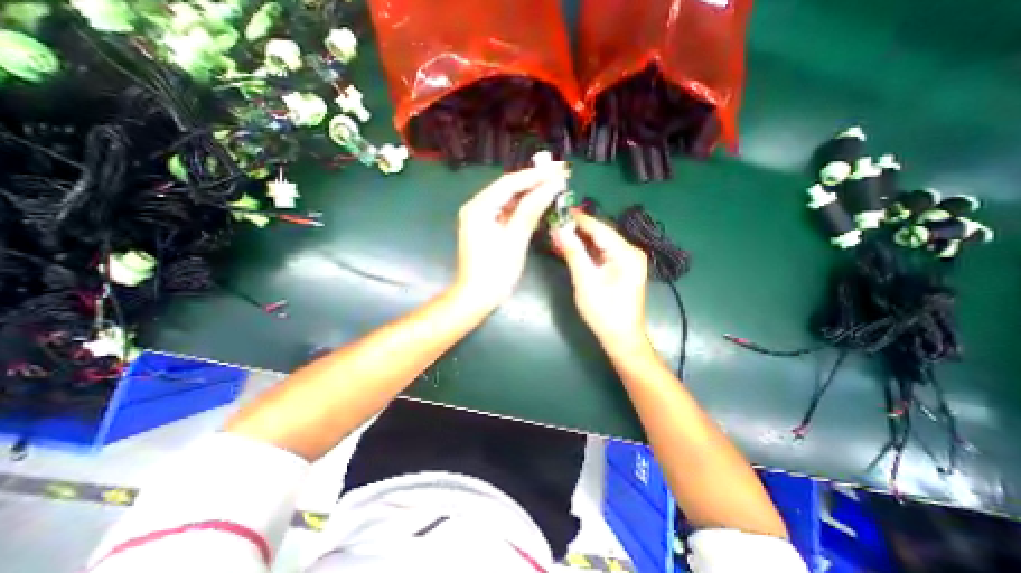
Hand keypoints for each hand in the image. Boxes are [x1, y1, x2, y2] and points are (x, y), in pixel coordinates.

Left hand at [455, 165, 565, 310]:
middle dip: (534, 181)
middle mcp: (477, 207)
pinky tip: (538, 204)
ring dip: (530, 194)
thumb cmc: (496, 271)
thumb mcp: (515, 239)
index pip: (510, 183)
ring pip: (508, 199)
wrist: (476, 297)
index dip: (536, 175)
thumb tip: (552, 185)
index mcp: (479, 207)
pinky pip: (506, 212)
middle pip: (508, 188)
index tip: (559, 169)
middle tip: (560, 174)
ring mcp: (480, 218)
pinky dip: (522, 208)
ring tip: (554, 185)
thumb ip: (532, 209)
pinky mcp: (485, 228)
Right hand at [555, 211, 648, 347]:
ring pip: (599, 243)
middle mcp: (630, 252)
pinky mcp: (620, 268)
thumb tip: (559, 229)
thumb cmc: (604, 312)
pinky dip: (585, 251)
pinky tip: (570, 247)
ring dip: (579, 239)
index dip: (578, 219)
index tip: (559, 210)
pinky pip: (601, 253)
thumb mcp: (585, 281)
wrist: (621, 337)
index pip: (599, 228)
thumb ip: (573, 253)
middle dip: (577, 229)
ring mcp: (626, 260)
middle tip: (554, 222)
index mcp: (626, 253)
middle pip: (600, 234)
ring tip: (557, 233)